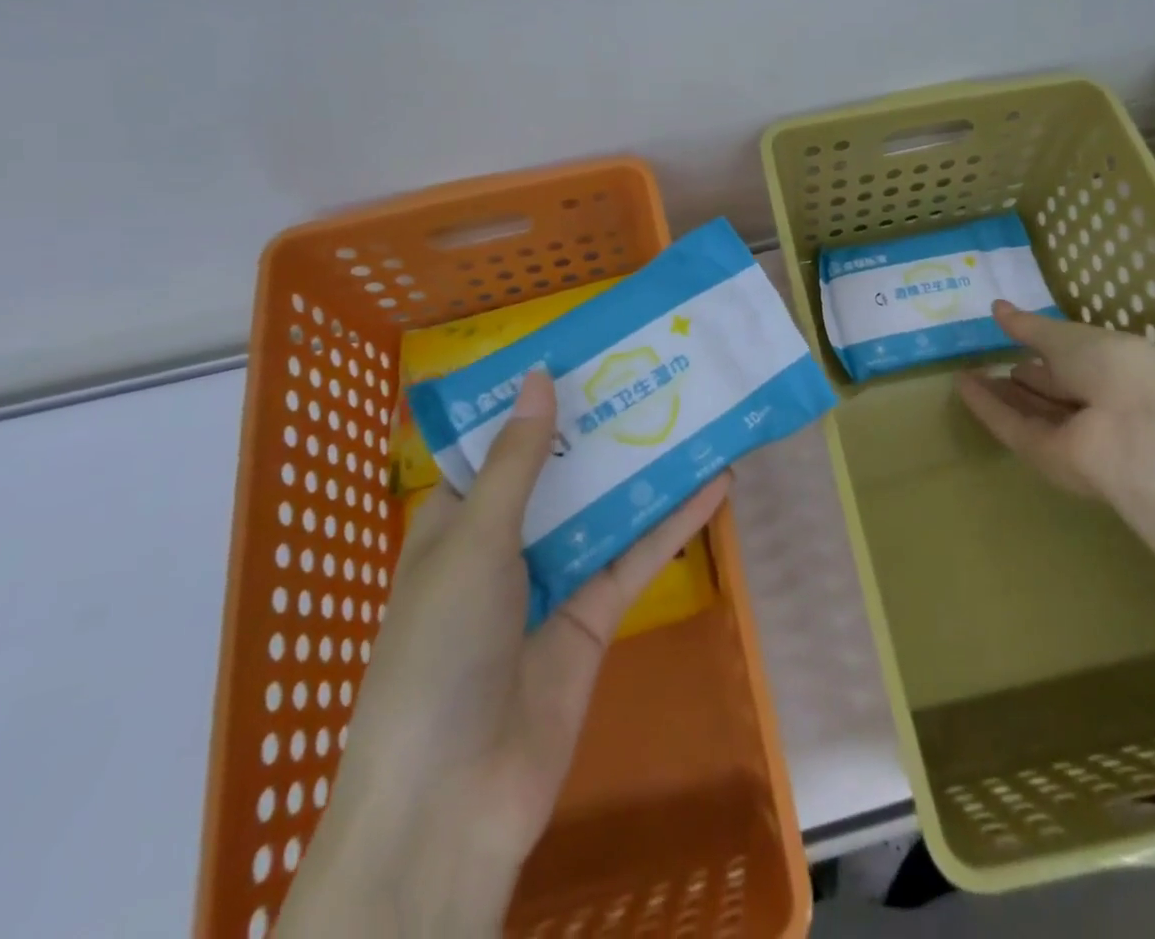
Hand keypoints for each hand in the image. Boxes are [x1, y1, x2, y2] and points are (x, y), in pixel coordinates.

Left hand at [278, 369, 729, 937]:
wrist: (453, 800)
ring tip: (692, 415)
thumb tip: (539, 377)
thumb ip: (517, 463)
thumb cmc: (439, 650)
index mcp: (458, 521)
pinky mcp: (594, 615)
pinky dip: (673, 523)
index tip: (583, 355)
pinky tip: (715, 484)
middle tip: (651, 373)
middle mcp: (505, 544)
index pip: (499, 447)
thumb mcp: (473, 542)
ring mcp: (553, 579)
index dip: (536, 402)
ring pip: (606, 509)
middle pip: (561, 473)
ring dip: (645, 470)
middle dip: (602, 429)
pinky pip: (636, 557)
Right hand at [955, 299, 1154, 495]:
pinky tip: (961, 386)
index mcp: (1111, 370)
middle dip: (1020, 378)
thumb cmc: (1115, 367)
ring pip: (1028, 410)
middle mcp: (1092, 403)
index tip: (1010, 337)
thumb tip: (997, 307)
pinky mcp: (1044, 456)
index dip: (1042, 351)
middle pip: (1049, 391)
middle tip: (984, 361)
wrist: (1138, 433)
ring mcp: (1069, 434)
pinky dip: (987, 407)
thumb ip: (1031, 327)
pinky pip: (1011, 426)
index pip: (1071, 362)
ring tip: (965, 372)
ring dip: (998, 393)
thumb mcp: (1070, 337)